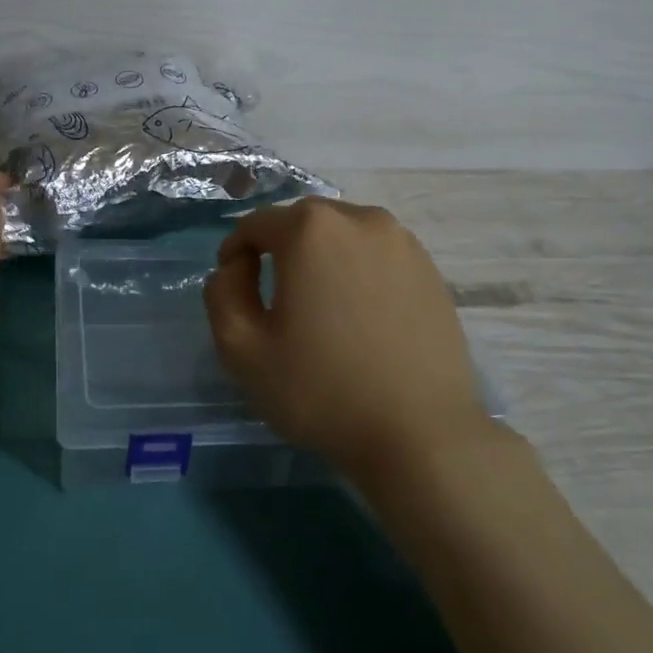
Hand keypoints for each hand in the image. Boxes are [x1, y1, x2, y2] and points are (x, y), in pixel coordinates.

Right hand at [204, 197, 494, 483]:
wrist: (419, 433)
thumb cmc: (321, 390)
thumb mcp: (241, 349)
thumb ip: (222, 294)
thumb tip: (236, 268)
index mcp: (311, 230)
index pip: (257, 223)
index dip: (235, 252)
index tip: (234, 288)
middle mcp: (360, 219)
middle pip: (302, 222)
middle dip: (279, 249)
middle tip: (273, 297)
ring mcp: (403, 242)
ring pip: (344, 235)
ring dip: (321, 258)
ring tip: (318, 305)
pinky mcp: (431, 270)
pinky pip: (377, 256)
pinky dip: (358, 272)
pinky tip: (358, 316)